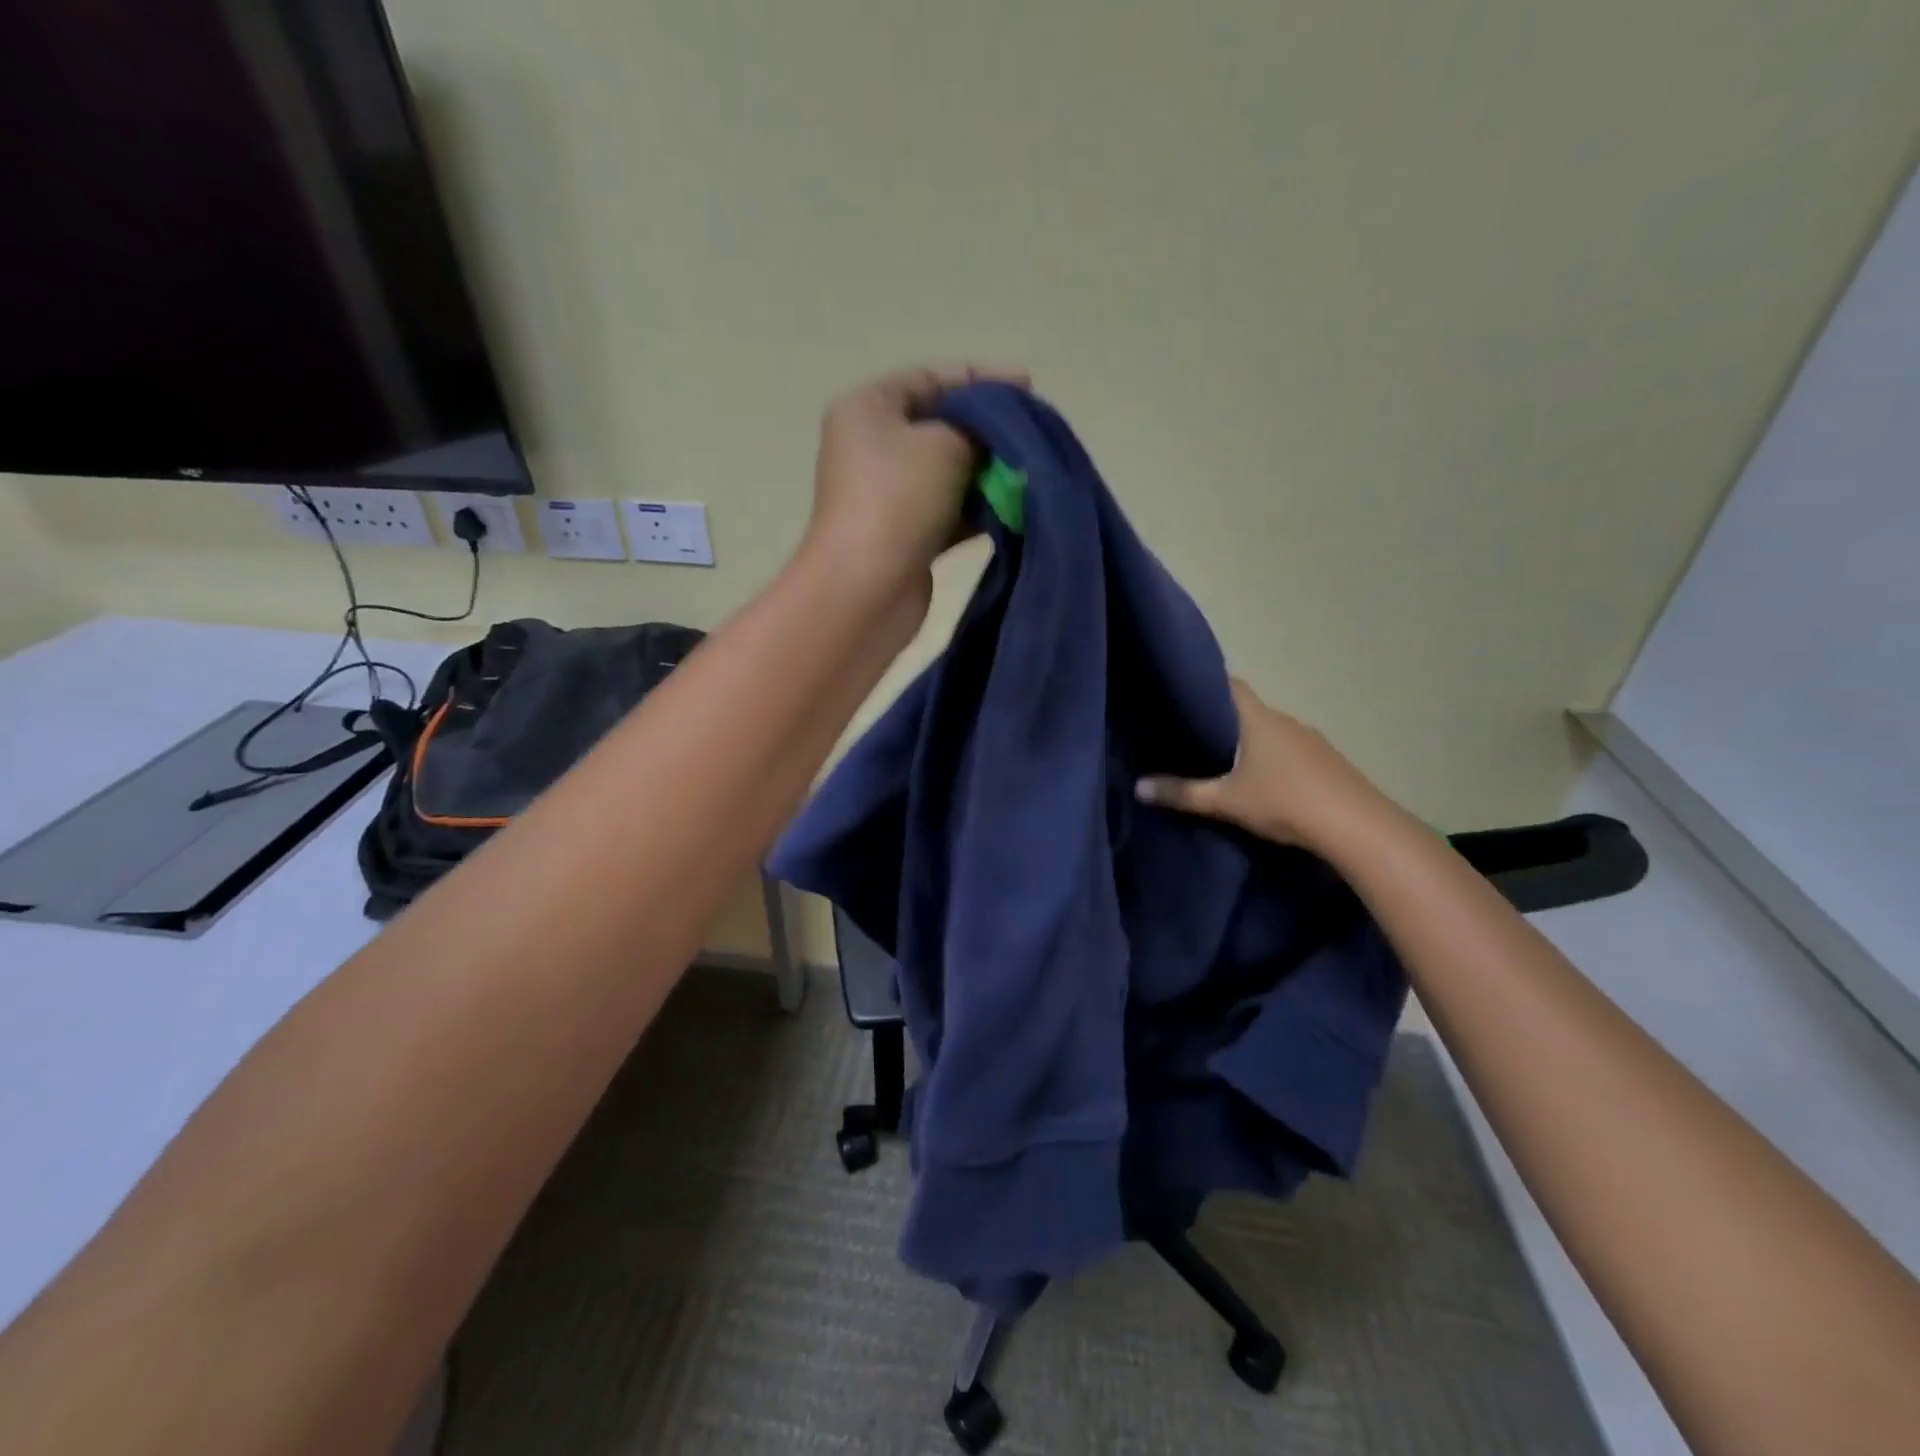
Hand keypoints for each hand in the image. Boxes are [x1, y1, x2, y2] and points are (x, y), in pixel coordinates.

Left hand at [804, 363, 1028, 594]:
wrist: (867, 587)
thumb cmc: (898, 499)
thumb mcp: (945, 443)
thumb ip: (979, 428)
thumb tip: (998, 437)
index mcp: (869, 408)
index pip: (930, 378)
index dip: (981, 378)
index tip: (1028, 386)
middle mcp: (873, 446)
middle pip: (941, 425)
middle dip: (989, 430)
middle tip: (1034, 434)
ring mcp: (889, 494)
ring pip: (949, 472)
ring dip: (989, 473)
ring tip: (1032, 473)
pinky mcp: (906, 534)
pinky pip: (950, 510)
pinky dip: (979, 509)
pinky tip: (1014, 509)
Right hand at [1136, 679, 1397, 855]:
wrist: (1356, 826)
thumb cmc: (1284, 802)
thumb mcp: (1225, 801)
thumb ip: (1181, 793)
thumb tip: (1138, 787)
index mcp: (1258, 718)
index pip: (1229, 684)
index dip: (1205, 683)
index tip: (1181, 692)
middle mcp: (1284, 720)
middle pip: (1248, 709)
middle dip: (1222, 718)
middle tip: (1192, 732)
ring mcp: (1310, 739)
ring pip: (1270, 731)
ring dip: (1249, 740)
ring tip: (1223, 759)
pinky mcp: (1327, 761)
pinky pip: (1289, 749)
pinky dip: (1271, 757)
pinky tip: (1262, 779)